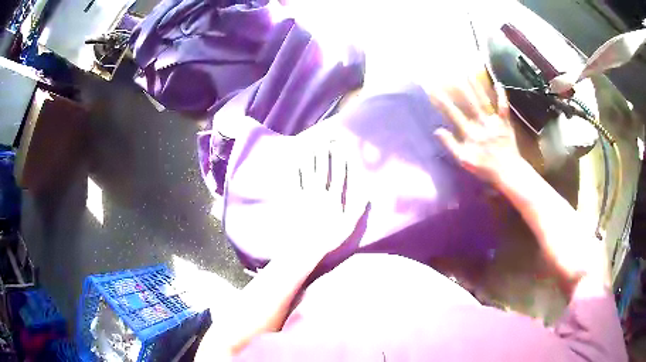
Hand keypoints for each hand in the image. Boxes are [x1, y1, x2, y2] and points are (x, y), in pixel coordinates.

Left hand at [279, 141, 365, 258]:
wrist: (303, 249)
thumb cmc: (328, 239)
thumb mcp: (348, 227)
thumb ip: (357, 209)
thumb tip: (367, 193)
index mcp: (333, 199)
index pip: (339, 175)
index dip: (340, 159)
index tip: (341, 146)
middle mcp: (319, 194)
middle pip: (321, 168)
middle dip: (323, 152)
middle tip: (323, 137)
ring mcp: (304, 195)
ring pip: (307, 171)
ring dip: (309, 156)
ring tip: (310, 142)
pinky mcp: (292, 199)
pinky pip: (292, 180)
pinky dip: (293, 169)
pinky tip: (293, 160)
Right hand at [432, 77, 522, 184]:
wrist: (508, 172)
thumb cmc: (485, 168)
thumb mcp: (464, 161)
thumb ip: (451, 145)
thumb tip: (437, 131)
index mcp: (469, 133)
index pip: (452, 113)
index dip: (442, 101)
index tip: (432, 89)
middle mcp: (481, 123)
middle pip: (468, 102)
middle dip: (457, 87)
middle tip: (449, 73)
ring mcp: (494, 122)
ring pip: (483, 101)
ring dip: (476, 86)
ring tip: (468, 73)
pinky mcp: (505, 123)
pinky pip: (503, 107)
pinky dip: (501, 96)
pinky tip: (498, 84)